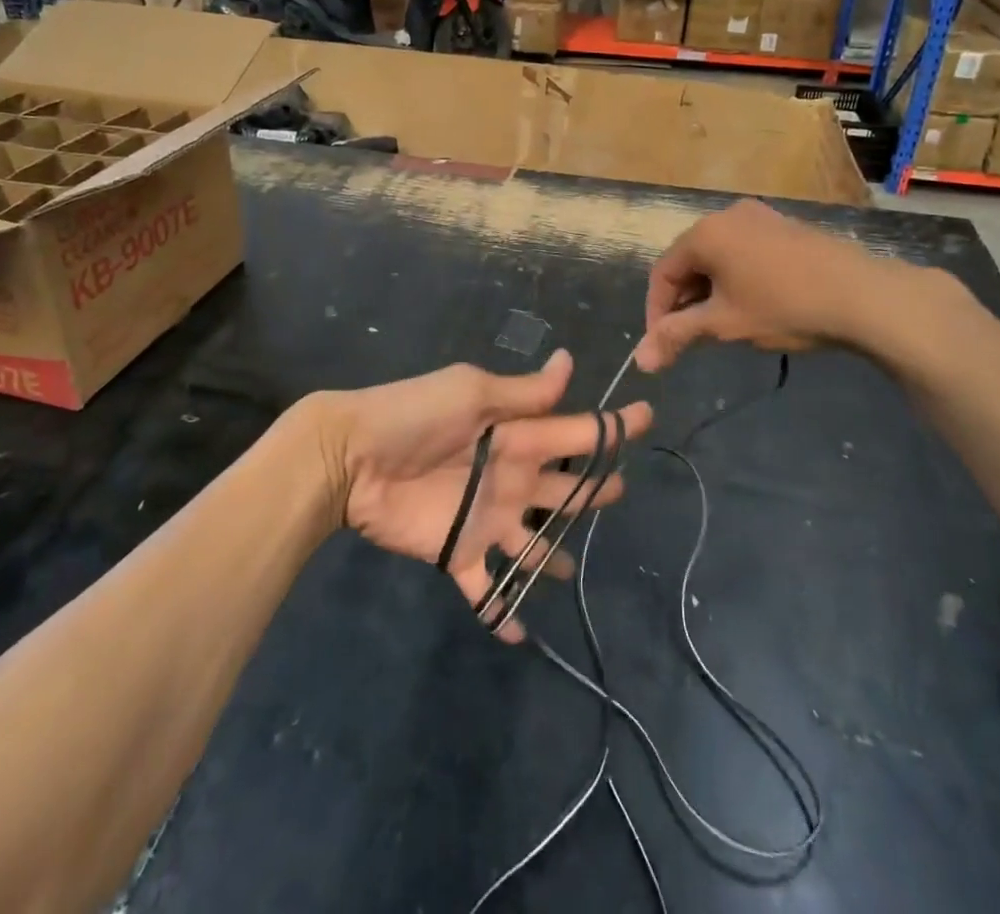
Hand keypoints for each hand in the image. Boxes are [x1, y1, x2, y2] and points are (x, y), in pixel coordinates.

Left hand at [317, 351, 652, 641]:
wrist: (352, 457)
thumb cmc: (414, 416)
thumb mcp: (472, 393)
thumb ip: (524, 392)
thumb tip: (569, 362)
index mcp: (517, 435)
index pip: (576, 430)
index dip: (611, 427)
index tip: (647, 418)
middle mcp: (511, 476)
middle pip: (564, 487)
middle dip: (592, 490)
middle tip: (622, 491)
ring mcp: (487, 518)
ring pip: (534, 541)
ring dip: (552, 557)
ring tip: (573, 574)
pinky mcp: (460, 554)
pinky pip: (487, 589)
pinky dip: (501, 612)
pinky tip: (519, 636)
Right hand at [634, 199, 912, 371]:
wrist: (864, 296)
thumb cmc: (784, 307)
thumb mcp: (724, 325)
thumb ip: (677, 336)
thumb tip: (639, 360)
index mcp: (706, 233)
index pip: (663, 272)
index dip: (657, 311)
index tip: (662, 344)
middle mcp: (728, 215)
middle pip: (689, 261)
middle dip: (684, 301)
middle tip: (690, 337)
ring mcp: (761, 217)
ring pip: (718, 257)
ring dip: (709, 291)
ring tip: (720, 325)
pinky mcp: (786, 228)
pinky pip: (744, 252)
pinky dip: (735, 279)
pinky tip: (751, 305)